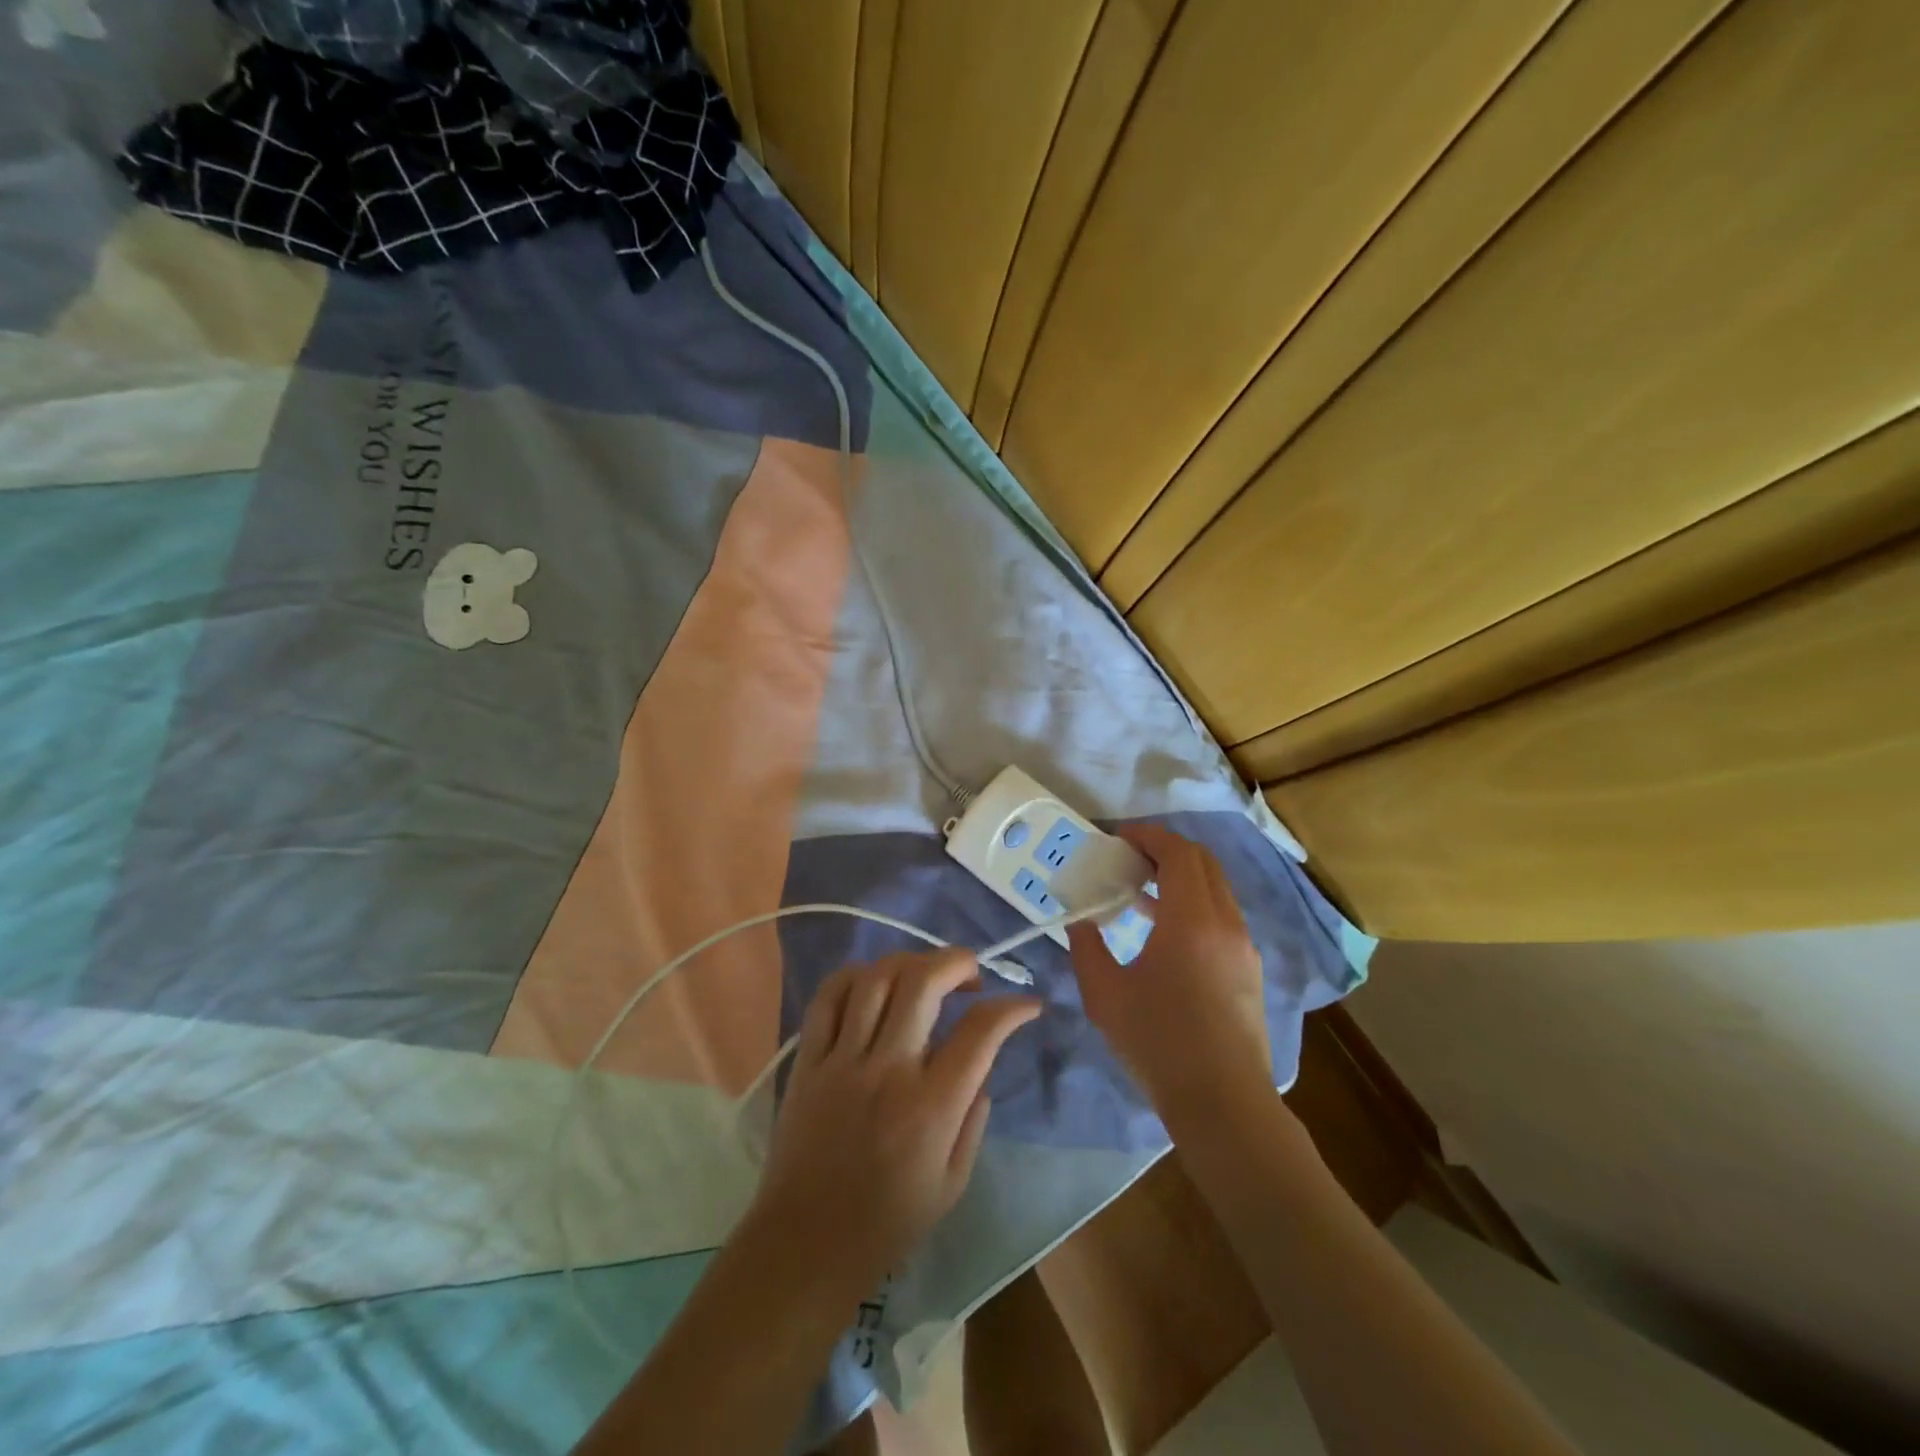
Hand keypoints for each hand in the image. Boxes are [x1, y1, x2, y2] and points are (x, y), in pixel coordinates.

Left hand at [750, 950, 1041, 1294]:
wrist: (805, 1246)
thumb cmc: (887, 1224)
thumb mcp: (952, 1185)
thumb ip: (973, 1120)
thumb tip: (980, 1069)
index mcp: (931, 1107)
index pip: (981, 1032)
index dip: (1012, 1008)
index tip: (1027, 1004)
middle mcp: (888, 1071)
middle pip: (923, 982)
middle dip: (957, 962)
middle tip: (971, 974)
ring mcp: (842, 1060)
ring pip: (875, 979)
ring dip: (909, 962)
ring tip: (924, 975)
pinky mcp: (808, 1061)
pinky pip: (826, 998)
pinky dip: (854, 976)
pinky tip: (872, 982)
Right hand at [1066, 824, 1272, 1128]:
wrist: (1223, 1103)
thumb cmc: (1159, 1044)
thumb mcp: (1105, 995)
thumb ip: (1087, 948)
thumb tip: (1080, 921)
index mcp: (1191, 919)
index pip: (1177, 853)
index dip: (1148, 836)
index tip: (1118, 837)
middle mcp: (1225, 921)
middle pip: (1202, 861)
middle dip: (1165, 849)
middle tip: (1128, 858)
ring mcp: (1243, 945)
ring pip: (1216, 887)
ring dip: (1181, 876)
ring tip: (1139, 892)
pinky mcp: (1248, 967)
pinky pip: (1222, 914)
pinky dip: (1195, 902)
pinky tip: (1165, 932)